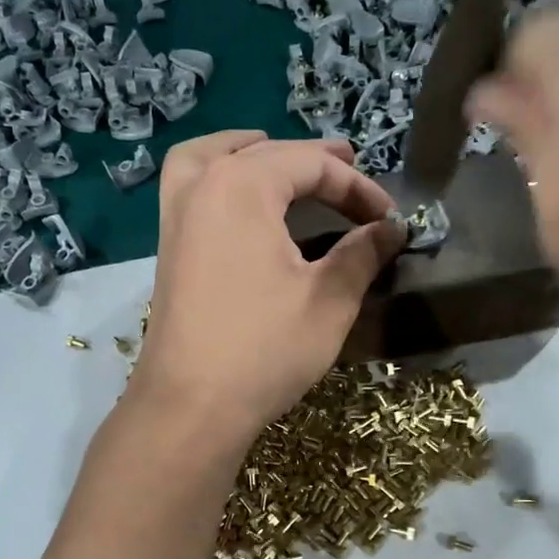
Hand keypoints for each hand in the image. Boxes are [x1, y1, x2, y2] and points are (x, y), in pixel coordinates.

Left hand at [128, 130, 405, 451]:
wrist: (190, 406)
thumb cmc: (264, 350)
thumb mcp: (328, 301)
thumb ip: (361, 254)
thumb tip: (390, 229)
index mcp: (242, 186)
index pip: (311, 165)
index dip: (357, 187)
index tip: (388, 218)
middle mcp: (202, 186)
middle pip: (264, 153)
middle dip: (313, 163)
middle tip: (350, 173)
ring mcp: (175, 217)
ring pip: (212, 158)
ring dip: (250, 152)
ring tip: (279, 160)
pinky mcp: (168, 248)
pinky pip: (191, 187)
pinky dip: (216, 176)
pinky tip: (239, 201)